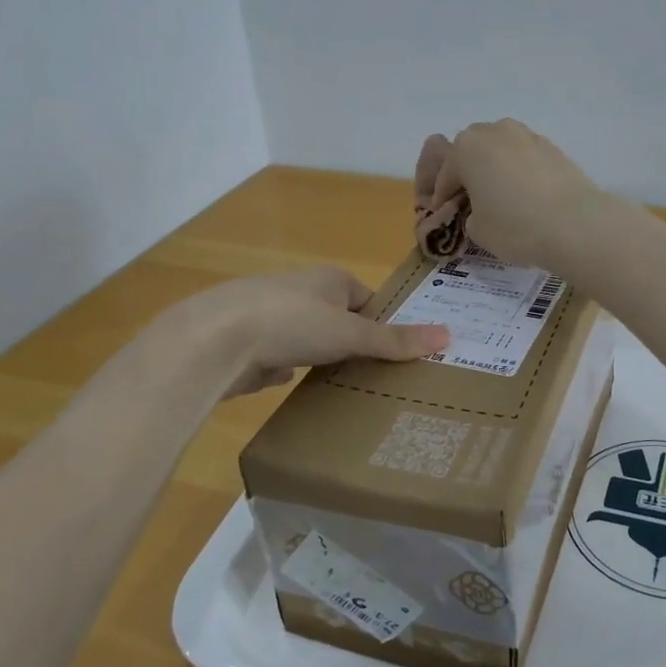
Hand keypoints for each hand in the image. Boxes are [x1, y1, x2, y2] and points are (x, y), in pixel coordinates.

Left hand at [179, 265, 448, 398]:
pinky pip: (278, 356)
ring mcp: (271, 316)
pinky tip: (294, 387)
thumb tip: (449, 336)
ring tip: (341, 387)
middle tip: (375, 376)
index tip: (395, 354)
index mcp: (329, 279)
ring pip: (307, 338)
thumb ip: (395, 340)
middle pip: (337, 319)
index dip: (381, 324)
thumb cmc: (292, 322)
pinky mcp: (248, 343)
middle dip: (351, 344)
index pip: (366, 298)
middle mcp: (300, 290)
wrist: (216, 340)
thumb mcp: (352, 333)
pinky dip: (286, 368)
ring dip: (319, 357)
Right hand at [419, 120, 610, 268]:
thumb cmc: (514, 226)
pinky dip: (519, 171)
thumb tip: (480, 210)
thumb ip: (470, 214)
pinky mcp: (553, 147)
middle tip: (469, 200)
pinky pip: (524, 157)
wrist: (574, 224)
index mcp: (466, 149)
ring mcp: (526, 136)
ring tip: (499, 195)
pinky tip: (524, 194)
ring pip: (500, 149)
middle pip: (471, 151)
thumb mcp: (477, 230)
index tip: (443, 215)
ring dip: (494, 167)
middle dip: (466, 173)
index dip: (441, 197)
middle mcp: (494, 132)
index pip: (445, 174)